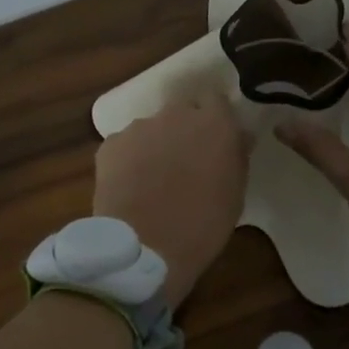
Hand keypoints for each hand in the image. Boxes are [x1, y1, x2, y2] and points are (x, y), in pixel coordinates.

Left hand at [94, 93, 248, 307]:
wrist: (144, 247)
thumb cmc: (203, 225)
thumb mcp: (235, 193)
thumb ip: (236, 156)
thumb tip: (238, 136)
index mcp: (214, 123)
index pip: (217, 100)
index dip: (215, 118)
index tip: (216, 139)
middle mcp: (176, 114)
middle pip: (182, 111)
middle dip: (184, 130)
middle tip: (186, 161)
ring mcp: (139, 127)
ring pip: (152, 128)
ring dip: (156, 145)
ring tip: (154, 179)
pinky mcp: (110, 144)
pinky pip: (126, 146)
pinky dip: (129, 160)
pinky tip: (131, 187)